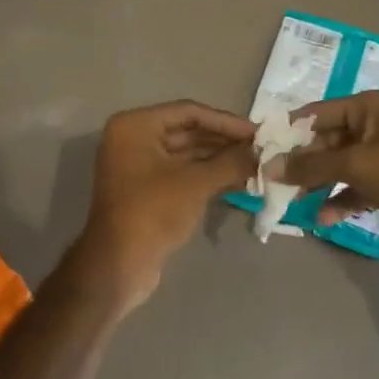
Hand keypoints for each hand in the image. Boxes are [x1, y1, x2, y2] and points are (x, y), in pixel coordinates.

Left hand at [72, 100, 256, 312]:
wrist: (118, 267)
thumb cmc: (153, 212)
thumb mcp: (196, 183)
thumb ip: (230, 162)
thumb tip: (261, 153)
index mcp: (136, 125)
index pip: (188, 112)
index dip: (225, 122)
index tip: (256, 132)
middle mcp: (133, 138)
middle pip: (187, 131)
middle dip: (223, 141)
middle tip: (259, 149)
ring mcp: (138, 165)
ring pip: (186, 154)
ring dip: (218, 159)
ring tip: (254, 165)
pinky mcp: (145, 190)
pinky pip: (180, 173)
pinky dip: (206, 175)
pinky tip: (236, 180)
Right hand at [275, 91, 378, 251]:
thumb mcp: (357, 164)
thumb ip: (312, 166)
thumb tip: (271, 166)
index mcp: (366, 108)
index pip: (316, 114)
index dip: (289, 132)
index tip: (262, 151)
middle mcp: (372, 127)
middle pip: (326, 142)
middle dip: (302, 164)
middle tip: (273, 184)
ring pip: (339, 168)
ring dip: (318, 185)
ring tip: (292, 203)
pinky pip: (356, 189)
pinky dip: (340, 201)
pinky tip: (322, 219)